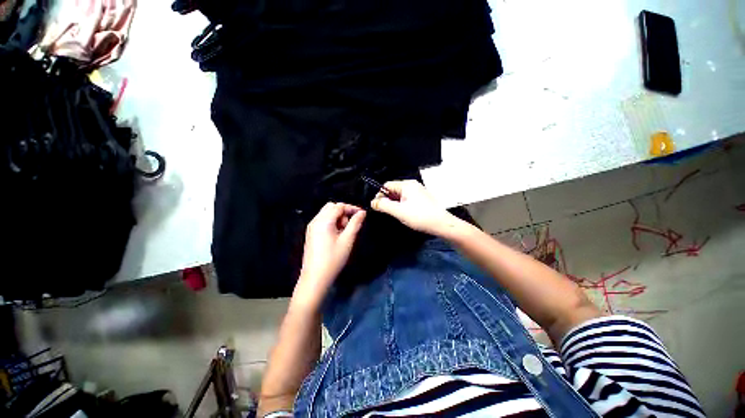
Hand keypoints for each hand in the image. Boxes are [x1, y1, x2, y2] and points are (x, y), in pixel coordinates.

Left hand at [292, 202, 365, 310]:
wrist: (315, 277)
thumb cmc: (333, 259)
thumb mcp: (347, 240)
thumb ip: (355, 224)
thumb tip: (362, 213)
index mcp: (323, 221)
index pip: (339, 206)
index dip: (351, 208)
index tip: (362, 214)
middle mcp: (315, 221)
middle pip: (331, 207)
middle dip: (343, 212)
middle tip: (350, 225)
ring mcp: (311, 227)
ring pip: (326, 214)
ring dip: (337, 217)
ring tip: (344, 232)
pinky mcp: (311, 233)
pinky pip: (322, 221)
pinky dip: (331, 223)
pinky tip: (336, 235)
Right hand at [370, 180, 462, 235]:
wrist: (442, 225)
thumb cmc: (421, 217)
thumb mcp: (399, 211)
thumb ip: (384, 205)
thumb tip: (373, 202)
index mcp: (407, 185)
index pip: (387, 185)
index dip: (380, 195)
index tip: (377, 206)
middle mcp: (413, 186)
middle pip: (393, 190)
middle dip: (387, 200)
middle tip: (386, 212)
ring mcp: (418, 192)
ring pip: (400, 196)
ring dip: (395, 204)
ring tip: (396, 214)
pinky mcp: (421, 199)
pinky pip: (406, 200)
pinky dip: (402, 206)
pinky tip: (404, 214)